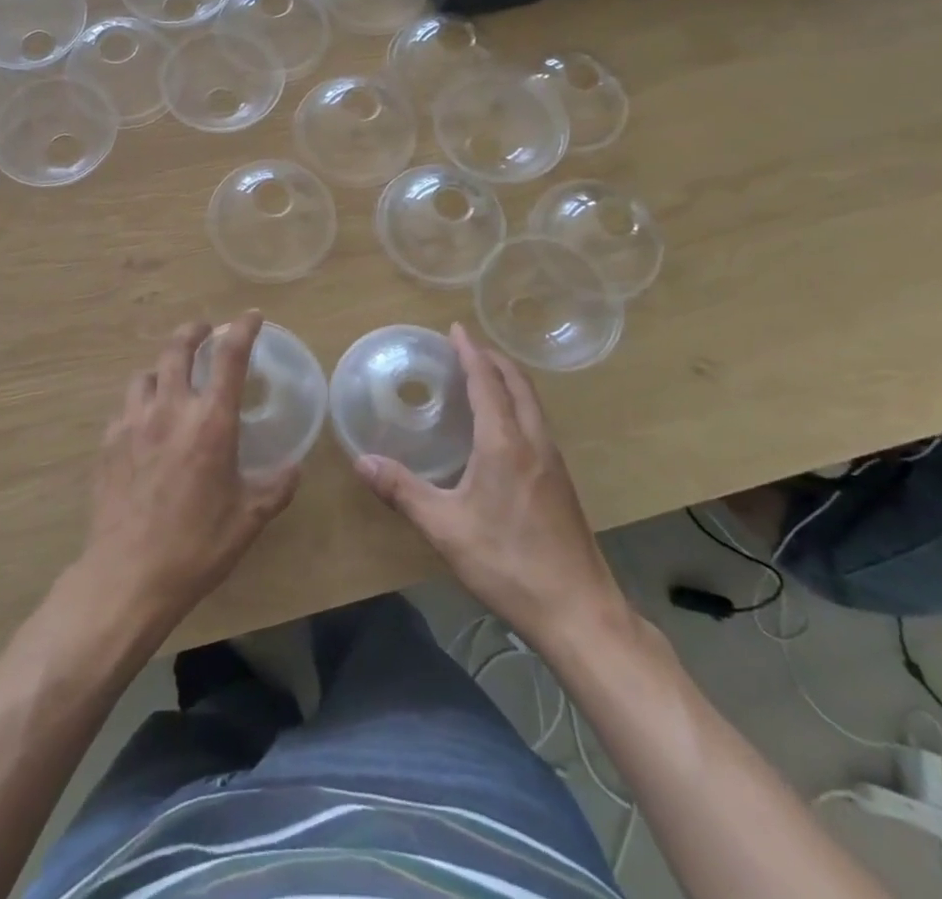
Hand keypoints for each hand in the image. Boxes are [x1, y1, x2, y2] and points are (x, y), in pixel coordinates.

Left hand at [78, 312, 299, 632]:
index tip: (251, 316)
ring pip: (145, 374)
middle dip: (193, 332)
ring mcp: (133, 422)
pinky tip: (144, 423)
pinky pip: (125, 407)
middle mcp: (170, 409)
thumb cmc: (197, 545)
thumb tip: (294, 468)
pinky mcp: (108, 442)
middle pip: (177, 349)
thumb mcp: (248, 519)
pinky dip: (140, 403)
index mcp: (211, 422)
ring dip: (162, 368)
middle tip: (204, 330)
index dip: (243, 330)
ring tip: (170, 378)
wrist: (128, 575)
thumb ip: (275, 487)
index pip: (229, 358)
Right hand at [354, 323, 628, 646]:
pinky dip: (517, 404)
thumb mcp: (445, 529)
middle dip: (492, 359)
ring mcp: (553, 462)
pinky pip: (537, 423)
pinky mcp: (561, 482)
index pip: (487, 381)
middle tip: (464, 347)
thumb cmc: (509, 564)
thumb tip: (361, 461)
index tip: (455, 329)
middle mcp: (534, 442)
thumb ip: (402, 491)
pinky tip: (501, 428)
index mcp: (505, 443)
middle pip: (518, 383)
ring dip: (508, 380)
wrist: (580, 613)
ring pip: (532, 403)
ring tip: (481, 377)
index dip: (470, 352)